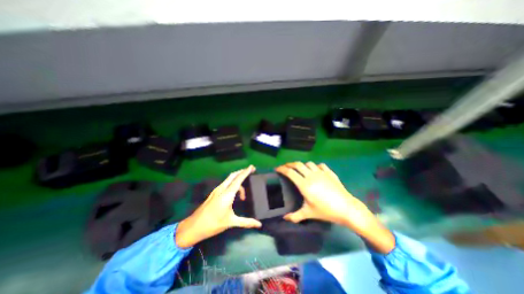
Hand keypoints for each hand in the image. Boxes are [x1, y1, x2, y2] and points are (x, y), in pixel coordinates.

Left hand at [176, 165, 261, 247]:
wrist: (194, 226)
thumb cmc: (214, 224)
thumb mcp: (231, 222)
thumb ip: (246, 222)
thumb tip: (259, 225)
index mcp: (227, 194)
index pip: (238, 179)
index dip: (246, 172)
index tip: (252, 167)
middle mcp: (222, 189)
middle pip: (233, 175)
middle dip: (242, 172)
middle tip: (251, 171)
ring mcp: (217, 190)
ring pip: (229, 179)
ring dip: (237, 180)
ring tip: (244, 195)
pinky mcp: (214, 193)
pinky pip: (226, 184)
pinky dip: (233, 184)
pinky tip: (235, 195)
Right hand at [276, 162, 394, 252]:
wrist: (347, 208)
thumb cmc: (326, 211)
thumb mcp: (309, 213)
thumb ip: (295, 216)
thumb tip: (285, 218)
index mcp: (304, 184)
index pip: (290, 172)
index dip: (282, 169)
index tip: (277, 169)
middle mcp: (311, 175)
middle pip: (297, 164)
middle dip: (289, 164)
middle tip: (285, 167)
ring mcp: (321, 172)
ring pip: (308, 163)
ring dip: (302, 165)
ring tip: (300, 170)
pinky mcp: (329, 172)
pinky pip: (320, 165)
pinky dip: (315, 166)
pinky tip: (315, 171)